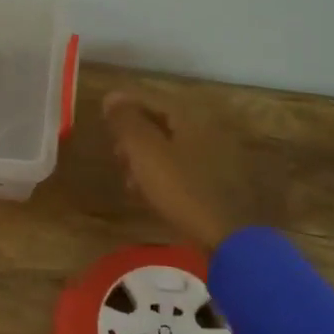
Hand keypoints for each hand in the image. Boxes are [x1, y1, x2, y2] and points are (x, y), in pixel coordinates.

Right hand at [104, 88, 243, 251]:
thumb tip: (111, 96)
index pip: (152, 99)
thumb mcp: (145, 152)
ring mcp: (220, 156)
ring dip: (147, 157)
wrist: (230, 237)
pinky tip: (151, 192)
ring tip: (129, 178)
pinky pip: (185, 167)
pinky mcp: (223, 182)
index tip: (103, 119)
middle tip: (115, 152)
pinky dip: (164, 173)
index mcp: (193, 116)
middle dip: (135, 135)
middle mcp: (210, 128)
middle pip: (164, 122)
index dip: (124, 107)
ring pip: (173, 146)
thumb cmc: (182, 189)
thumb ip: (126, 121)